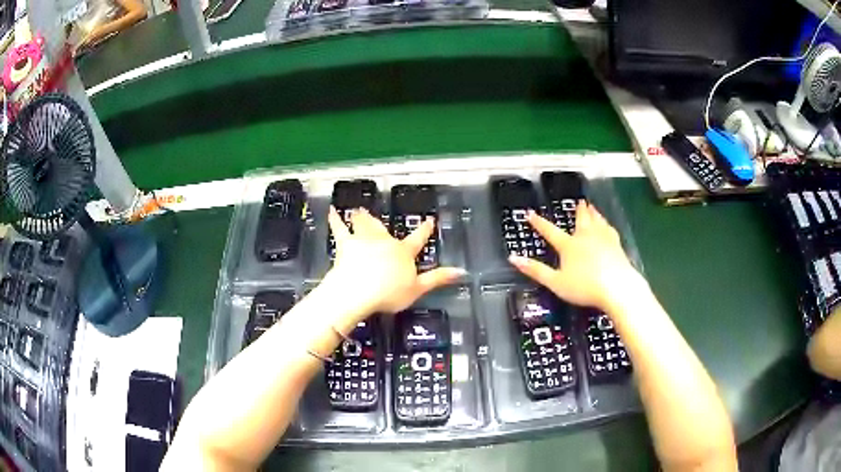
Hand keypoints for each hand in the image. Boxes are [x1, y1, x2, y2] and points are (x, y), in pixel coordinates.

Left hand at [323, 206, 463, 319]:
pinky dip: (335, 219)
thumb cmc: (389, 293)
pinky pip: (339, 229)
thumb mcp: (417, 289)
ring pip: (364, 224)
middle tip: (376, 214)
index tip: (429, 220)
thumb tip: (461, 271)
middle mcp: (384, 241)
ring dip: (362, 217)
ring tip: (358, 210)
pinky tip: (331, 211)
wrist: (358, 291)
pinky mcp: (346, 244)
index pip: (418, 239)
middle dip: (381, 222)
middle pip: (384, 229)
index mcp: (403, 252)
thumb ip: (438, 278)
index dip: (425, 230)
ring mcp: (364, 240)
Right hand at [509, 201, 640, 311]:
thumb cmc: (584, 287)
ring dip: (593, 213)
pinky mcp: (616, 245)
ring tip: (591, 206)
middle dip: (578, 211)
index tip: (530, 213)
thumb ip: (535, 270)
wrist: (616, 287)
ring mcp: (603, 239)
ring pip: (596, 221)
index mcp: (569, 245)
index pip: (550, 231)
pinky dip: (606, 224)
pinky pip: (609, 229)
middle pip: (580, 220)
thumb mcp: (555, 282)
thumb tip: (513, 258)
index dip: (539, 223)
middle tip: (579, 201)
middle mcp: (585, 237)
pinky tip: (607, 225)